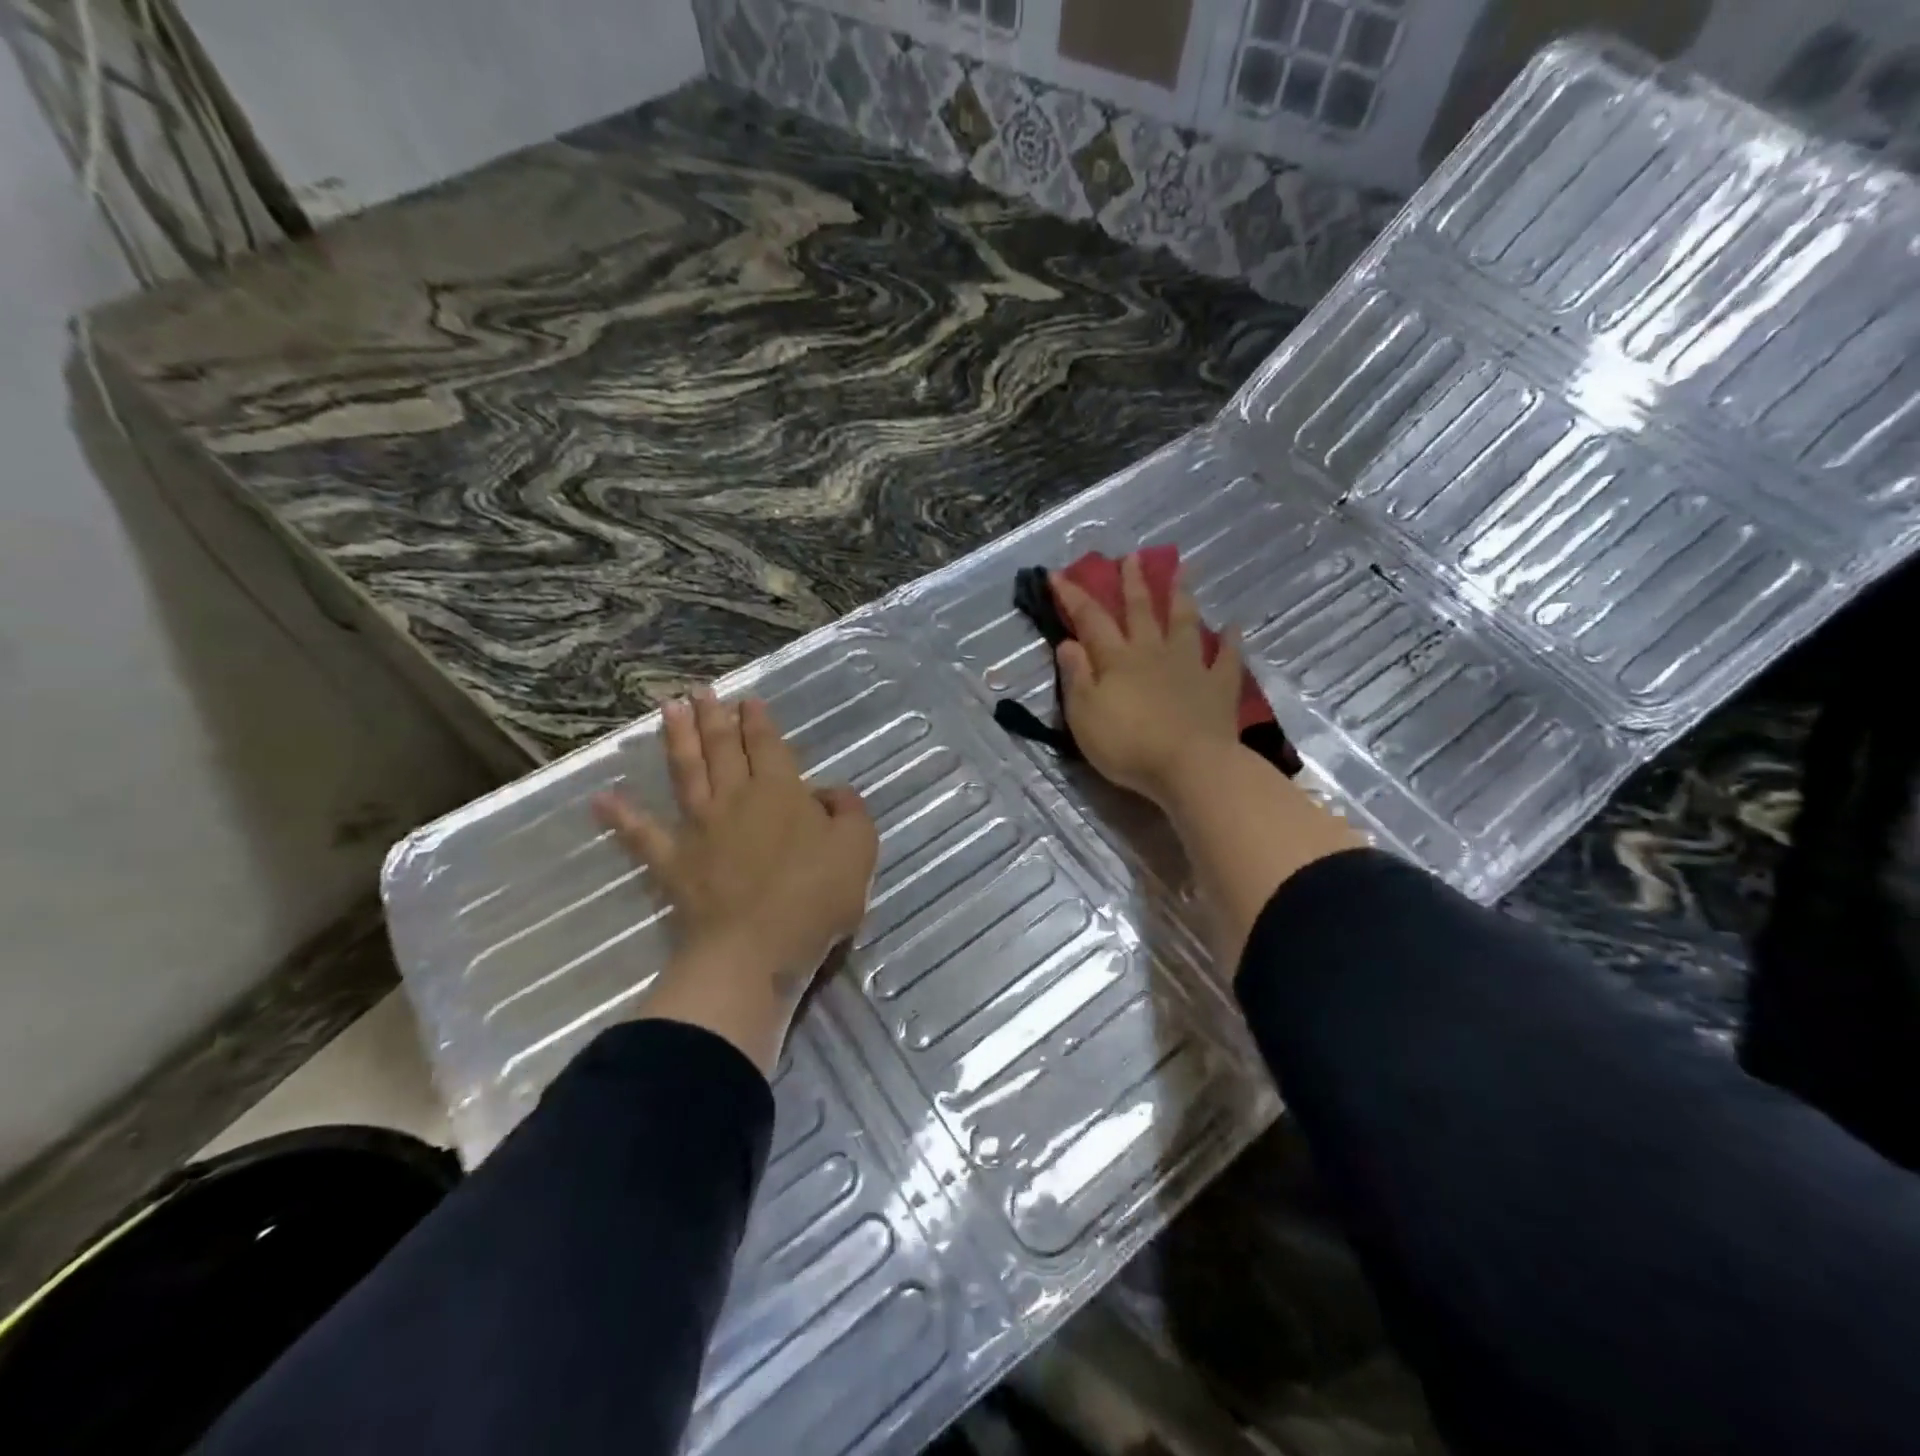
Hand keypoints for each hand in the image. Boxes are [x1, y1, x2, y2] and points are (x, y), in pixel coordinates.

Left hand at [593, 689, 877, 1072]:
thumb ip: (849, 811)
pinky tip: (603, 798)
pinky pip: (643, 835)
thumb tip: (828, 793)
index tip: (747, 699)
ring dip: (677, 739)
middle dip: (714, 716)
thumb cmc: (814, 897)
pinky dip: (622, 817)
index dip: (758, 721)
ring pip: (686, 773)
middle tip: (701, 690)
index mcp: (780, 792)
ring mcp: (699, 828)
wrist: (756, 948)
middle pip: (722, 748)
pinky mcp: (673, 863)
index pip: (767, 745)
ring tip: (667, 709)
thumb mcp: (858, 848)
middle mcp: (735, 798)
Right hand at [1051, 554, 1244, 807]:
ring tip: (1183, 571)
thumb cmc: (1128, 745)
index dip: (1072, 596)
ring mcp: (1190, 666)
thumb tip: (1068, 642)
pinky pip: (1227, 658)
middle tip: (1132, 556)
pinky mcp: (1219, 687)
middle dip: (1133, 582)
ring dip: (1181, 596)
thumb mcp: (1084, 715)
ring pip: (1184, 622)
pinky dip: (1231, 641)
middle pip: (1140, 610)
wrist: (1190, 767)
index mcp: (1116, 660)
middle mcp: (1152, 653)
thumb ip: (1076, 677)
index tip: (1057, 574)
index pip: (1090, 620)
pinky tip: (1234, 626)